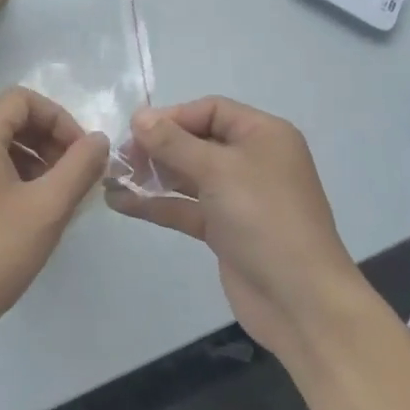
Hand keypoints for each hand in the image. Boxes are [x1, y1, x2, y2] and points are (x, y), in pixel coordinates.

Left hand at [0, 87, 108, 352]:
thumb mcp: (47, 209)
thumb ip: (79, 167)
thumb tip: (98, 140)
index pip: (22, 99)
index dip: (59, 118)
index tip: (82, 154)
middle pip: (10, 118)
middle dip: (49, 138)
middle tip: (76, 174)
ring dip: (35, 158)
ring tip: (60, 194)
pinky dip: (15, 175)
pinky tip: (35, 210)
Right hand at [106, 97, 363, 364]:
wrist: (299, 299)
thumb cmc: (264, 219)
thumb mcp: (218, 170)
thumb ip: (173, 142)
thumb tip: (139, 116)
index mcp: (263, 135)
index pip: (210, 110)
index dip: (172, 117)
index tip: (134, 132)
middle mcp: (252, 160)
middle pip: (196, 141)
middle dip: (157, 147)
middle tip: (119, 158)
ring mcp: (238, 197)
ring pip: (187, 176)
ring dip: (151, 176)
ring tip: (110, 178)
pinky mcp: (224, 229)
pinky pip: (185, 207)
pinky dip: (156, 204)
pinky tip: (120, 202)